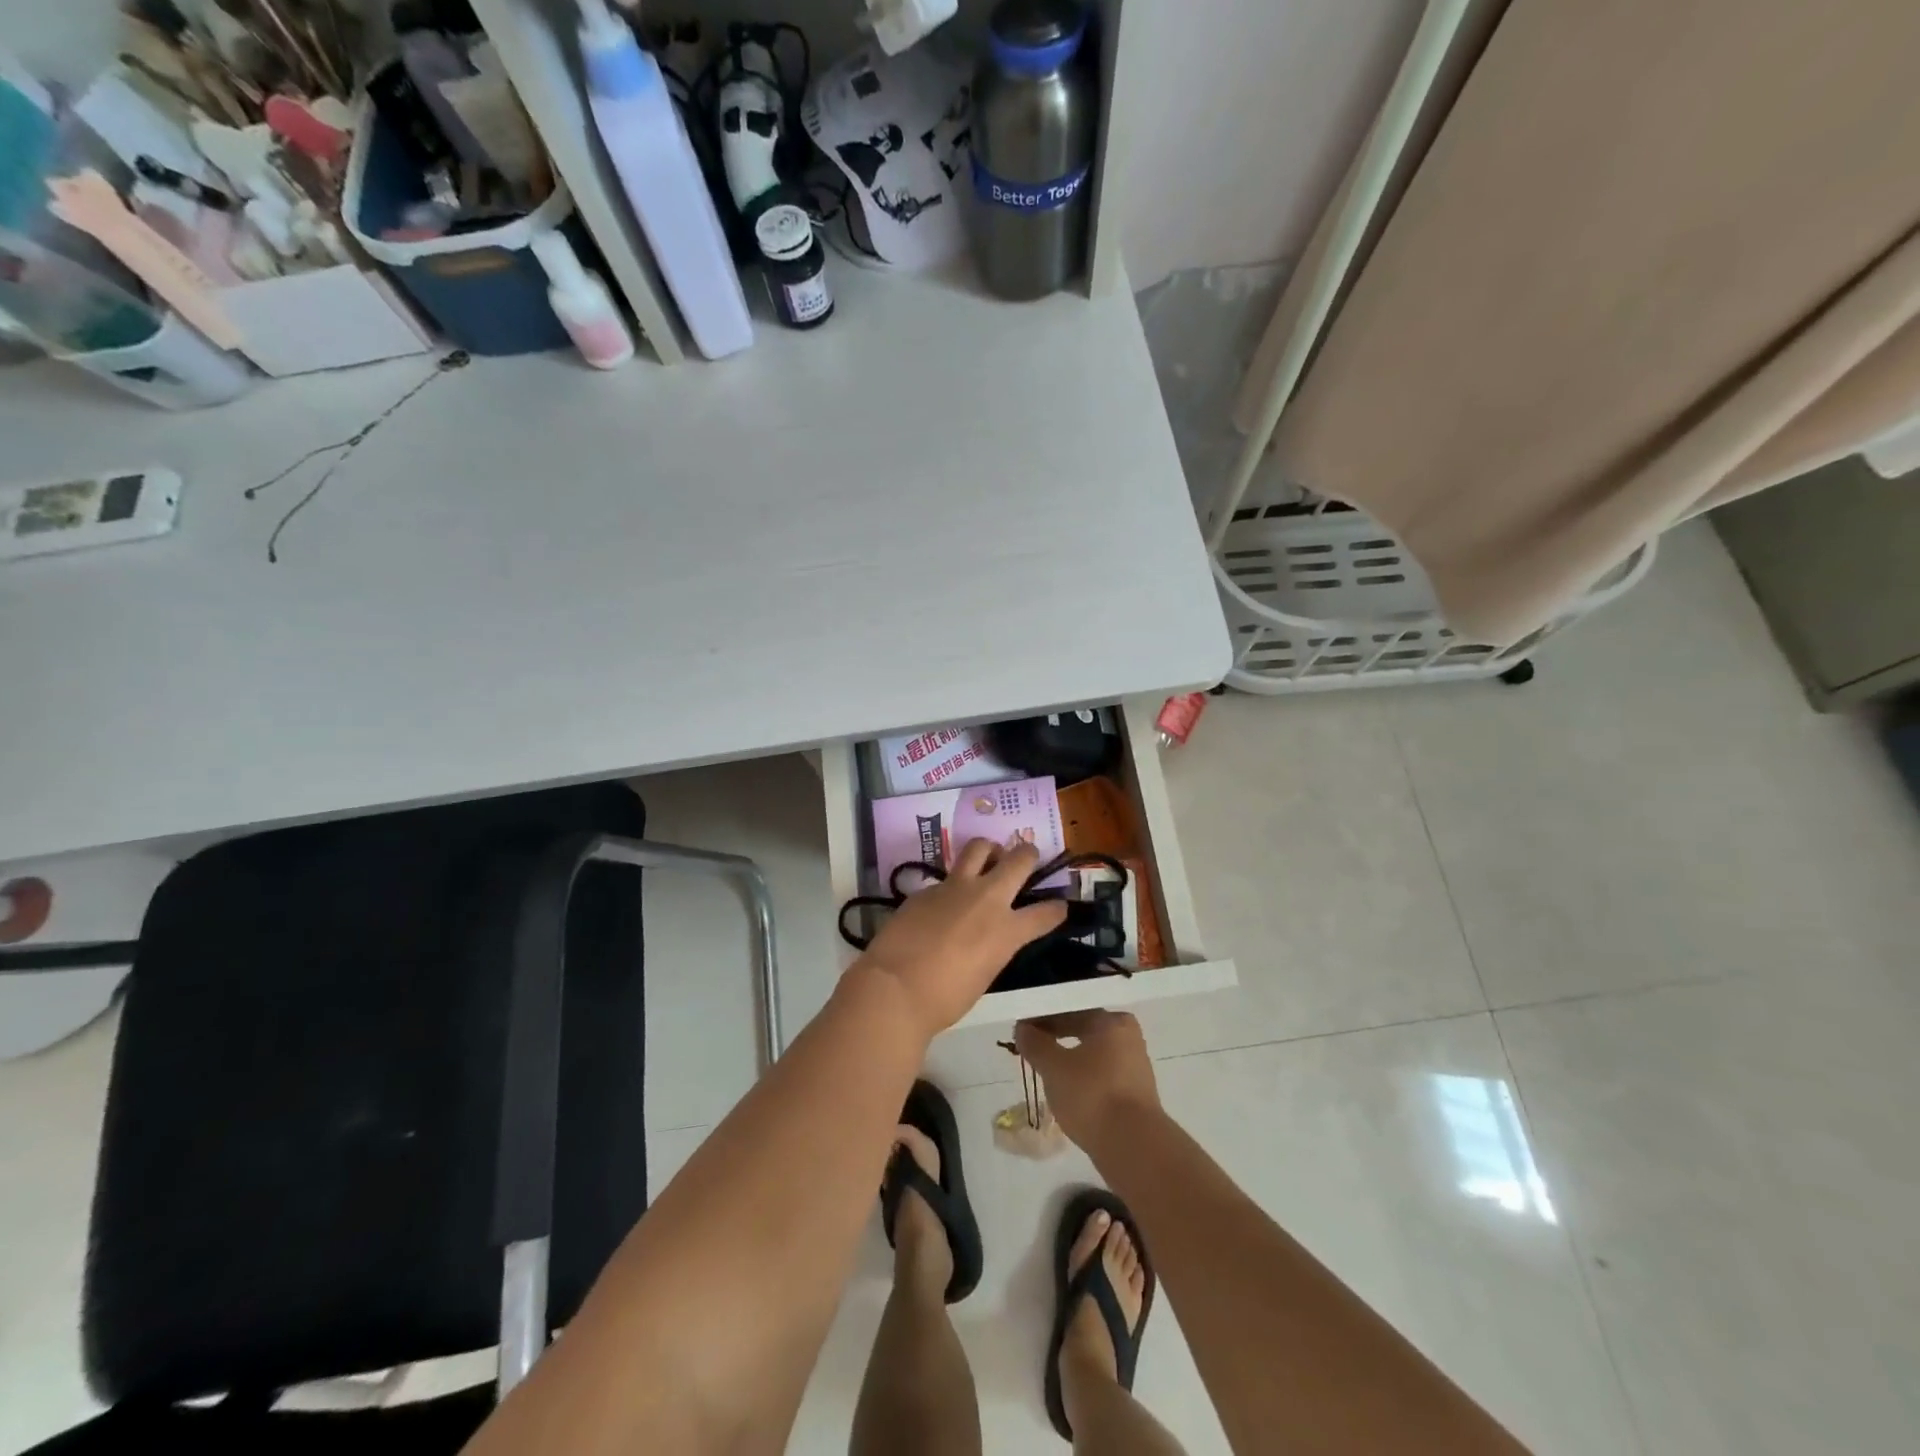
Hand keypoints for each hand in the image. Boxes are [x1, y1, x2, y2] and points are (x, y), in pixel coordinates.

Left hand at [859, 839, 1066, 1039]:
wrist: (895, 987)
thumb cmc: (944, 999)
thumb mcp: (984, 974)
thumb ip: (993, 947)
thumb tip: (988, 937)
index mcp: (1007, 930)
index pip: (1045, 913)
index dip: (1056, 909)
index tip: (1059, 907)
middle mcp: (987, 899)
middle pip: (1018, 860)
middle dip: (1028, 854)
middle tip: (1028, 856)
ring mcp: (954, 888)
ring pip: (979, 847)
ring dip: (989, 849)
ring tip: (989, 855)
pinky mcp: (926, 888)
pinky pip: (946, 877)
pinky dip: (953, 884)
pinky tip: (944, 900)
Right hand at [1014, 1010, 1159, 1151]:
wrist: (1133, 1147)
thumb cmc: (1092, 1095)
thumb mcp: (1053, 1068)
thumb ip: (1035, 1044)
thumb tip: (1023, 1028)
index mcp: (1111, 1021)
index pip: (1070, 1009)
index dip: (1042, 1018)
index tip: (1021, 1030)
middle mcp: (1128, 1037)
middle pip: (1083, 1029)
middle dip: (1055, 1037)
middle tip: (1030, 1048)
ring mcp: (1135, 1066)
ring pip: (1092, 1054)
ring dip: (1068, 1058)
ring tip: (1044, 1070)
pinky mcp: (1135, 1094)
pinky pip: (1101, 1075)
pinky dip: (1082, 1078)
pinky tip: (1066, 1091)